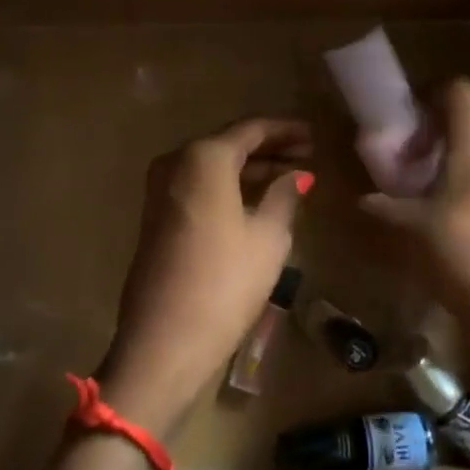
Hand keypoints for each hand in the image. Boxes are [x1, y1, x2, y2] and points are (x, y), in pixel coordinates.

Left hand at [100, 118, 312, 436]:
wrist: (164, 339)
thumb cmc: (225, 281)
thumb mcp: (268, 237)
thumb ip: (285, 196)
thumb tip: (299, 175)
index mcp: (203, 157)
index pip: (251, 129)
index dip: (286, 130)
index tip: (314, 136)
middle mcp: (175, 163)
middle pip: (228, 145)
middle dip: (268, 149)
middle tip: (306, 156)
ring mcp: (159, 190)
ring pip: (212, 167)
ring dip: (249, 170)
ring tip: (289, 179)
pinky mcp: (155, 216)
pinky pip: (198, 187)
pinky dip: (227, 188)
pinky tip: (255, 201)